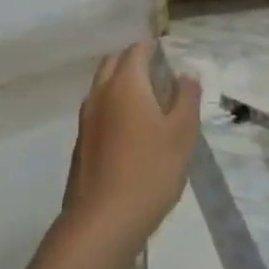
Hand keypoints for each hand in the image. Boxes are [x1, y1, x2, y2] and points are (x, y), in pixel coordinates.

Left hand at [62, 42, 201, 259]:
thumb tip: (186, 75)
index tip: (168, 52)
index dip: (152, 47)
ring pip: (103, 86)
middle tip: (159, 73)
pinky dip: (113, 106)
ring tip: (148, 100)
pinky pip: (98, 110)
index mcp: (125, 84)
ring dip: (122, 84)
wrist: (103, 220)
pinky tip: (131, 130)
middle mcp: (100, 94)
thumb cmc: (150, 171)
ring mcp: (86, 119)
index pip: (136, 50)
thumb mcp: (182, 133)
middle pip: (114, 63)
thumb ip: (187, 98)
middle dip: (134, 60)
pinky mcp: (81, 142)